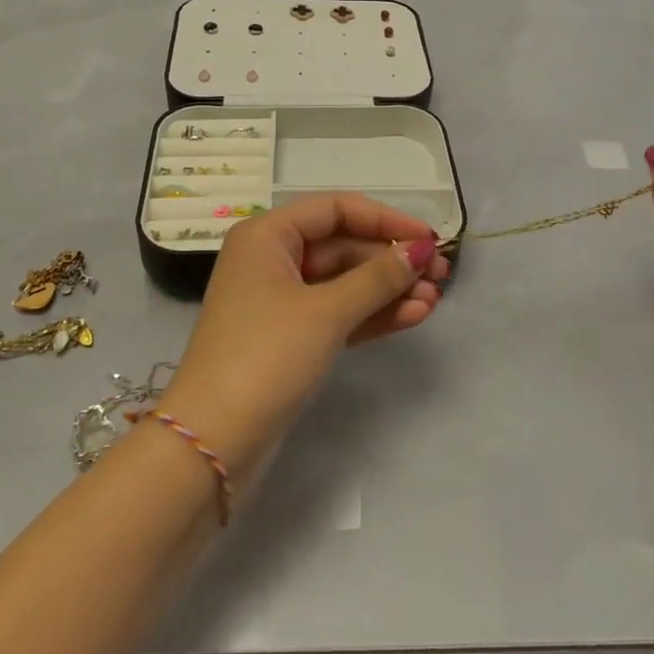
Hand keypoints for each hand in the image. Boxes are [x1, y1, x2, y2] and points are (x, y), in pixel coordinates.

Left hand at [161, 194, 447, 468]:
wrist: (213, 443)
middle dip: (391, 260)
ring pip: (344, 282)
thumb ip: (378, 277)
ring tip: (435, 299)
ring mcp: (281, 301)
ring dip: (388, 289)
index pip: (335, 210)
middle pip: (343, 246)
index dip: (385, 220)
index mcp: (268, 236)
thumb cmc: (266, 356)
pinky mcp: (292, 338)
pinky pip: (339, 312)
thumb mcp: (327, 312)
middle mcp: (272, 260)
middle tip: (440, 274)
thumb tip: (422, 249)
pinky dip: (372, 313)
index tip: (428, 237)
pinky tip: (413, 315)